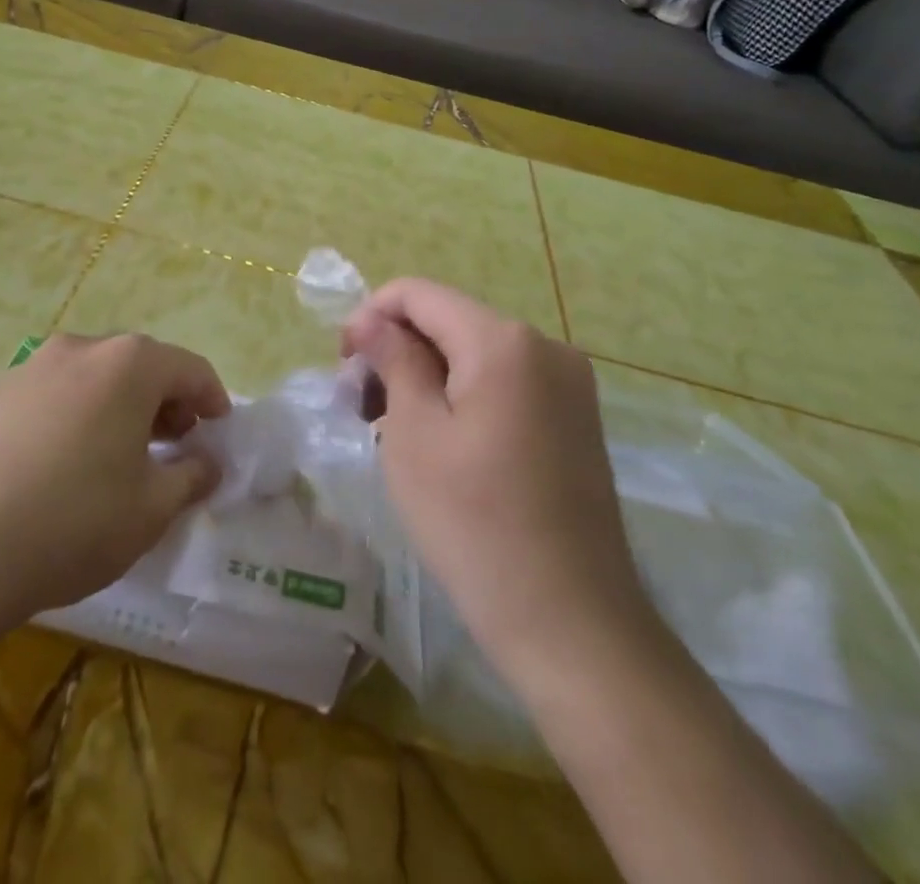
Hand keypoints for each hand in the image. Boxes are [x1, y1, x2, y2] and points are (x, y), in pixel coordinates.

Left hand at [0, 333, 228, 624]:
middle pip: (141, 365)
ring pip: (96, 377)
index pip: (190, 368)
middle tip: (173, 445)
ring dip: (121, 406)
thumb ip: (192, 476)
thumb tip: (208, 463)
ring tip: (120, 455)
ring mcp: (32, 367)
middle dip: (166, 401)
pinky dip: (77, 414)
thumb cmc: (74, 522)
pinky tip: (66, 462)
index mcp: (129, 364)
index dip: (212, 399)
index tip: (218, 433)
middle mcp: (81, 349)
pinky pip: (55, 393)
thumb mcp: (152, 508)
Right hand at [343, 279, 652, 685]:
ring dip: (426, 376)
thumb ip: (393, 360)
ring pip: (475, 354)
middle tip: (361, 408)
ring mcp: (568, 383)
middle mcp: (545, 346)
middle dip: (397, 351)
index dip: (370, 317)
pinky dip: (462, 397)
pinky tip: (441, 443)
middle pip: (448, 321)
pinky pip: (505, 384)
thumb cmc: (475, 524)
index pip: (418, 294)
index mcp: (504, 341)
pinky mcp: (575, 419)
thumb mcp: (414, 435)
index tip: (344, 367)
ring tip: (392, 429)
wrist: (572, 625)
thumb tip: (371, 321)